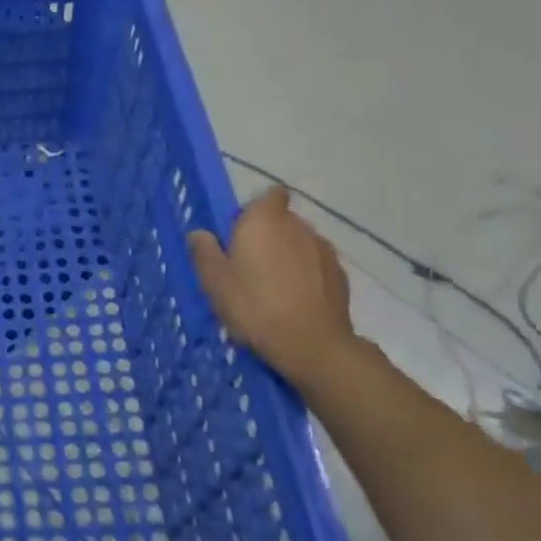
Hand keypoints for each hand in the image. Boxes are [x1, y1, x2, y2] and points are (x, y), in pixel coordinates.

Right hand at [187, 187, 358, 392]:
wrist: (312, 345)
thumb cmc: (254, 305)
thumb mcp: (214, 281)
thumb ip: (204, 252)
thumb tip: (199, 233)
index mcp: (264, 220)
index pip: (269, 194)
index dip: (256, 208)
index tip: (241, 231)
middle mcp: (298, 226)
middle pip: (283, 219)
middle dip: (269, 234)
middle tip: (249, 264)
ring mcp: (324, 250)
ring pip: (301, 243)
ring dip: (289, 255)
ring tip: (274, 286)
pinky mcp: (341, 276)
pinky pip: (317, 265)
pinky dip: (307, 275)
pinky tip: (295, 300)